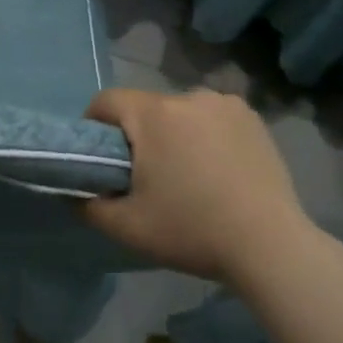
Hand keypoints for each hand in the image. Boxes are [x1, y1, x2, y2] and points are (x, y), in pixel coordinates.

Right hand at [82, 88, 316, 284]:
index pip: (107, 101)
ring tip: (186, 174)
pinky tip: (217, 167)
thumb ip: (88, 204)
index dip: (94, 125)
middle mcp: (186, 96)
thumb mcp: (127, 227)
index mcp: (153, 114)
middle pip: (145, 107)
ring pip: (180, 111)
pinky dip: (206, 133)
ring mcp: (223, 103)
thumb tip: (73, 190)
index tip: (100, 157)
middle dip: (138, 134)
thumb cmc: (192, 231)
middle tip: (144, 175)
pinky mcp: (251, 116)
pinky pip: (211, 116)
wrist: (270, 246)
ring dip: (174, 133)